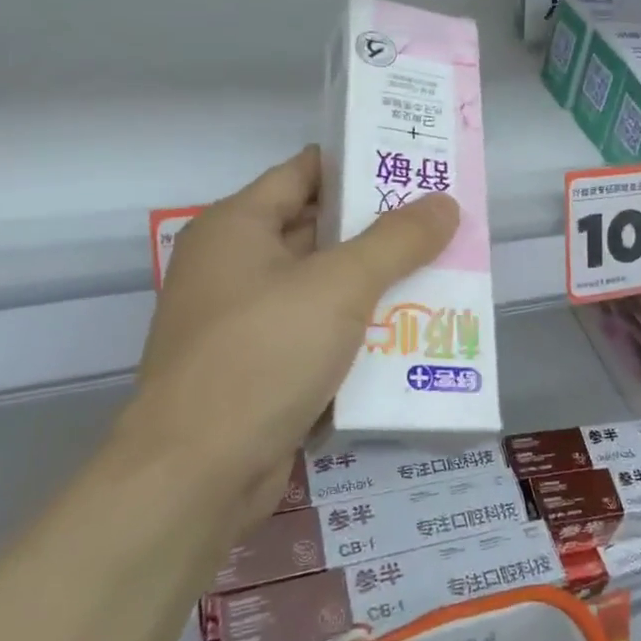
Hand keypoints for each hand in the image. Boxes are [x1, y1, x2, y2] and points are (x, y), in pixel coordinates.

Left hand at [126, 146, 458, 524]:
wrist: (195, 476)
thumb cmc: (263, 355)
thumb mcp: (340, 286)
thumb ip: (397, 240)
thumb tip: (445, 203)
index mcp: (236, 227)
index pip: (306, 172)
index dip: (360, 164)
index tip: (415, 166)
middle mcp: (233, 266)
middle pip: (317, 231)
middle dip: (380, 230)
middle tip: (442, 224)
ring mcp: (243, 322)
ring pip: (322, 288)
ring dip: (375, 286)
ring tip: (442, 275)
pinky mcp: (258, 371)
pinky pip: (317, 335)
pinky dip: (357, 333)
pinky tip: (409, 337)